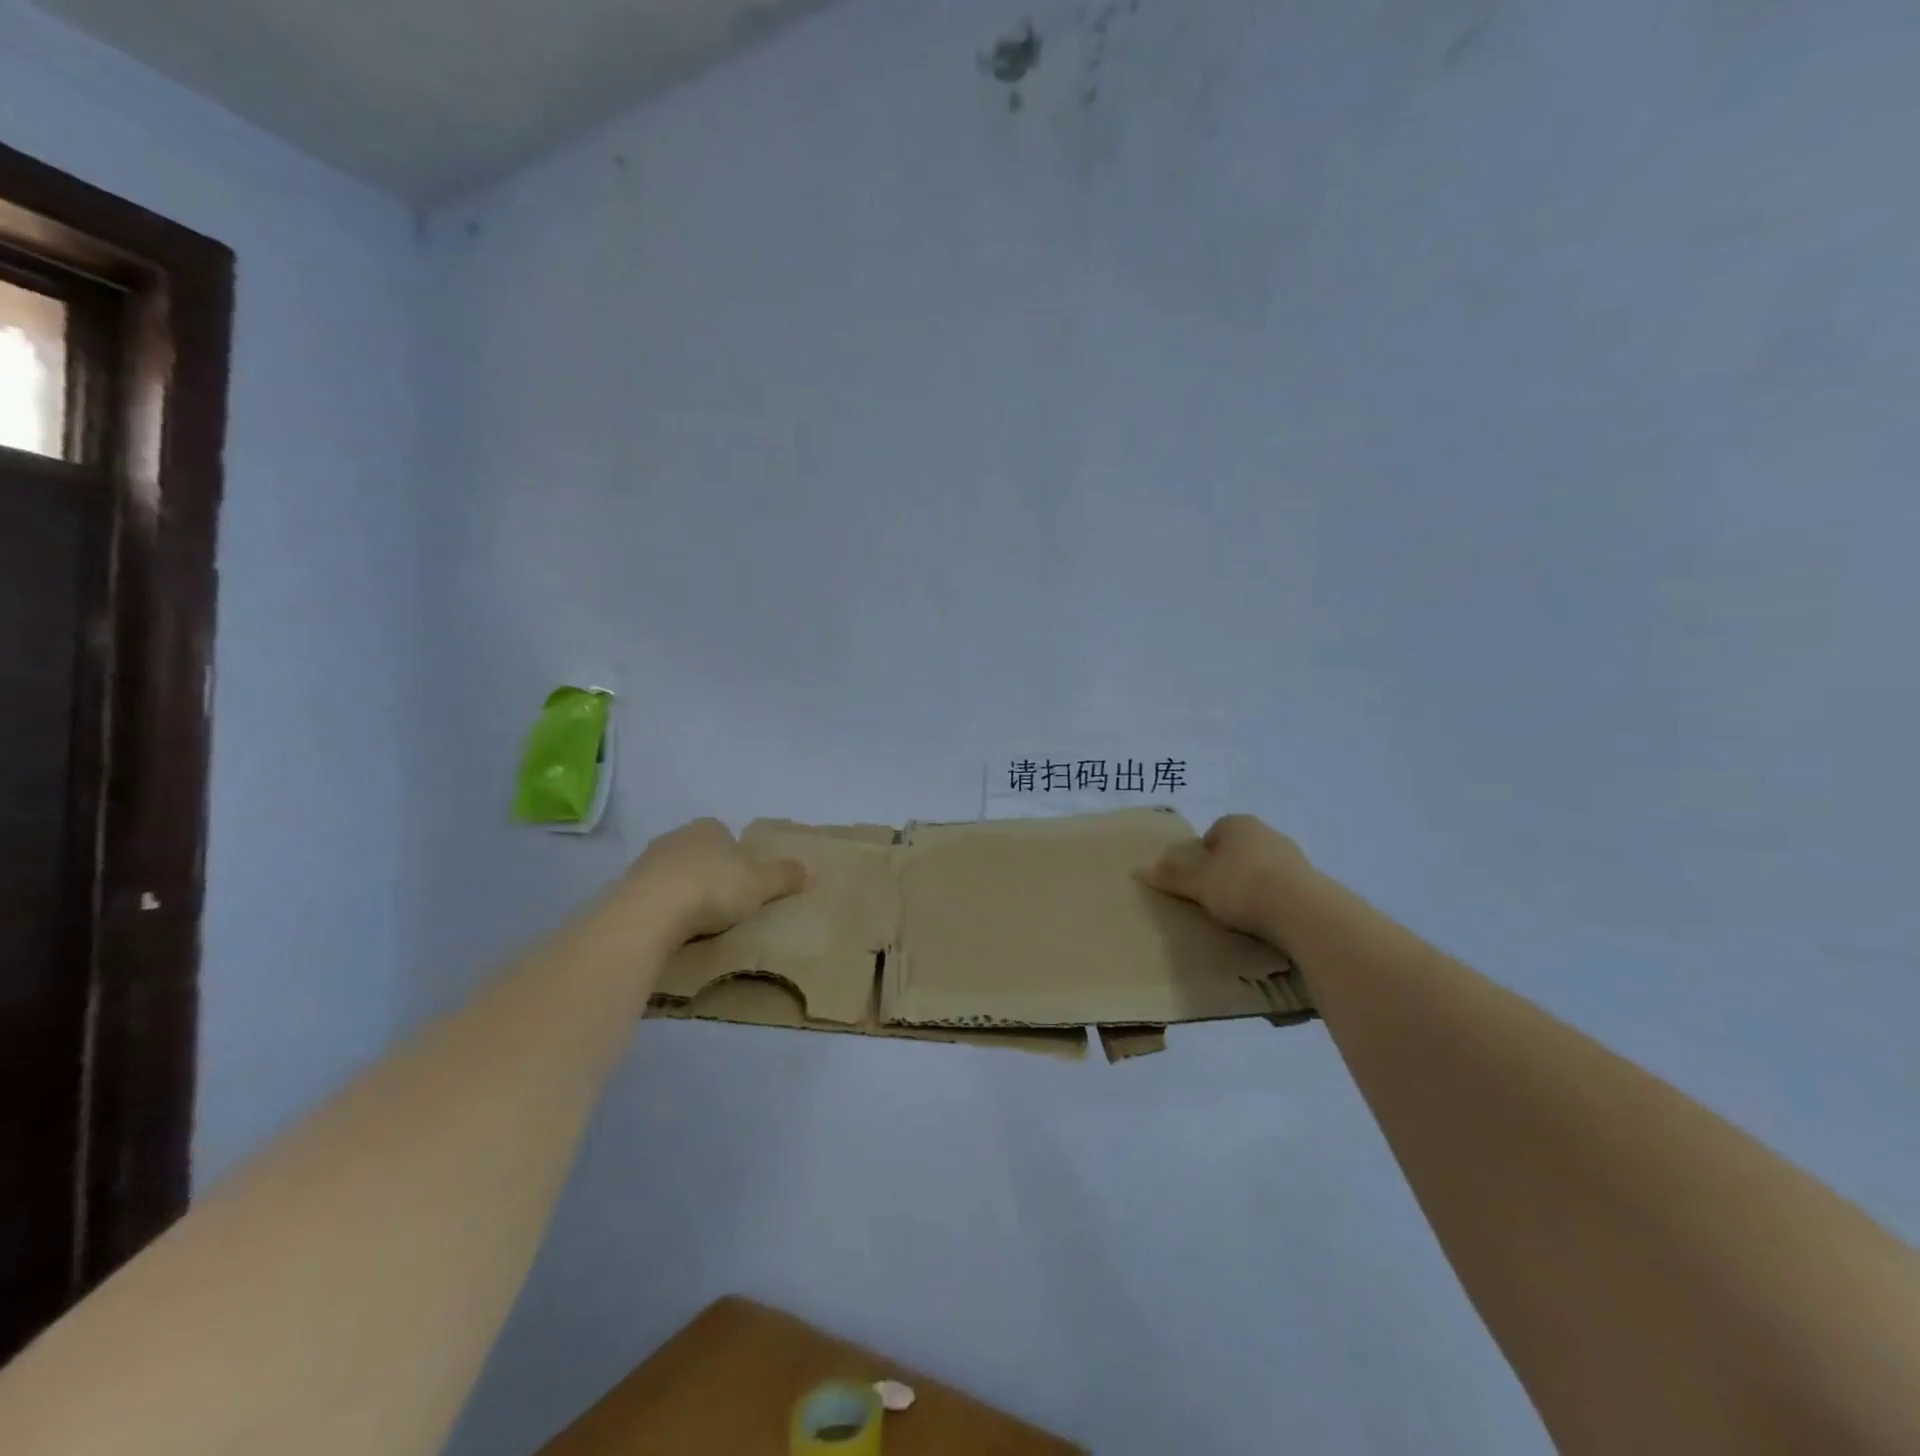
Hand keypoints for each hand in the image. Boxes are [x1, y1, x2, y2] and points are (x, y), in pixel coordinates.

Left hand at [615, 818, 808, 942]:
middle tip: (725, 902)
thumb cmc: (713, 887)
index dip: (736, 855)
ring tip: (699, 921)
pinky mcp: (625, 889)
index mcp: (708, 828)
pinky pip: (653, 897)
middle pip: (698, 852)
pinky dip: (663, 910)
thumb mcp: (760, 883)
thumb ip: (785, 876)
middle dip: (709, 872)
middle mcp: (676, 837)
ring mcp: (646, 862)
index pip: (724, 834)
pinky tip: (673, 930)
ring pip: (673, 873)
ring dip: (684, 891)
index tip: (744, 881)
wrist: (650, 912)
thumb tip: (814, 870)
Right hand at [1141, 814, 1314, 950]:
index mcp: (1237, 824)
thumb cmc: (1241, 886)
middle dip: (1227, 867)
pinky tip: (1265, 919)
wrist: (1302, 911)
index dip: (1203, 853)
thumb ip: (1171, 876)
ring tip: (1241, 912)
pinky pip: (1282, 886)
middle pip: (1238, 848)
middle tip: (1215, 895)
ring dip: (1252, 883)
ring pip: (1262, 866)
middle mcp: (1266, 832)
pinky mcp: (1311, 881)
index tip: (1199, 879)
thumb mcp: (1198, 884)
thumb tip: (1140, 869)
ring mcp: (1292, 856)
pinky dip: (1272, 898)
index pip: (1214, 831)